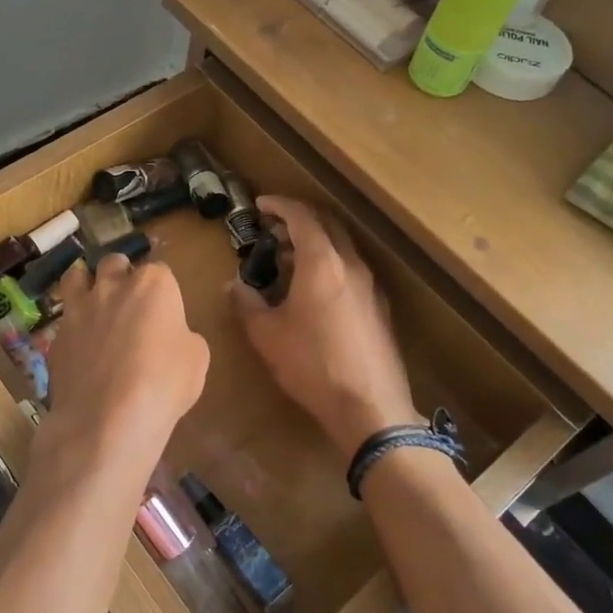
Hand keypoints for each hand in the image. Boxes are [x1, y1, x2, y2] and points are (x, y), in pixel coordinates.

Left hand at [39, 252, 208, 484]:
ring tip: (94, 303)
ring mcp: (79, 309)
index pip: (160, 270)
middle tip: (129, 300)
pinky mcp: (56, 336)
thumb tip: (169, 335)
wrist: (107, 420)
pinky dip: (73, 327)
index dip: (163, 290)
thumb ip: (182, 335)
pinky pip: (65, 321)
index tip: (166, 310)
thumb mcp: (197, 359)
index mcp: (153, 284)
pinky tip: (80, 348)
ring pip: (76, 277)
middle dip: (121, 274)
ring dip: (86, 283)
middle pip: (114, 263)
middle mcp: (112, 286)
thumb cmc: (164, 384)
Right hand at [227, 196, 419, 458]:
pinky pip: (351, 269)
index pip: (302, 216)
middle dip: (299, 218)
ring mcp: (370, 286)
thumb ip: (246, 304)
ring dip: (316, 241)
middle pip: (328, 224)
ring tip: (288, 257)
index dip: (280, 205)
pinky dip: (330, 263)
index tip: (260, 205)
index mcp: (323, 263)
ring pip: (343, 246)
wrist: (370, 408)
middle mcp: (351, 265)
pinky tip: (313, 289)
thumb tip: (233, 286)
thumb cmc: (312, 365)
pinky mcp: (379, 307)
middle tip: (273, 227)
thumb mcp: (267, 336)